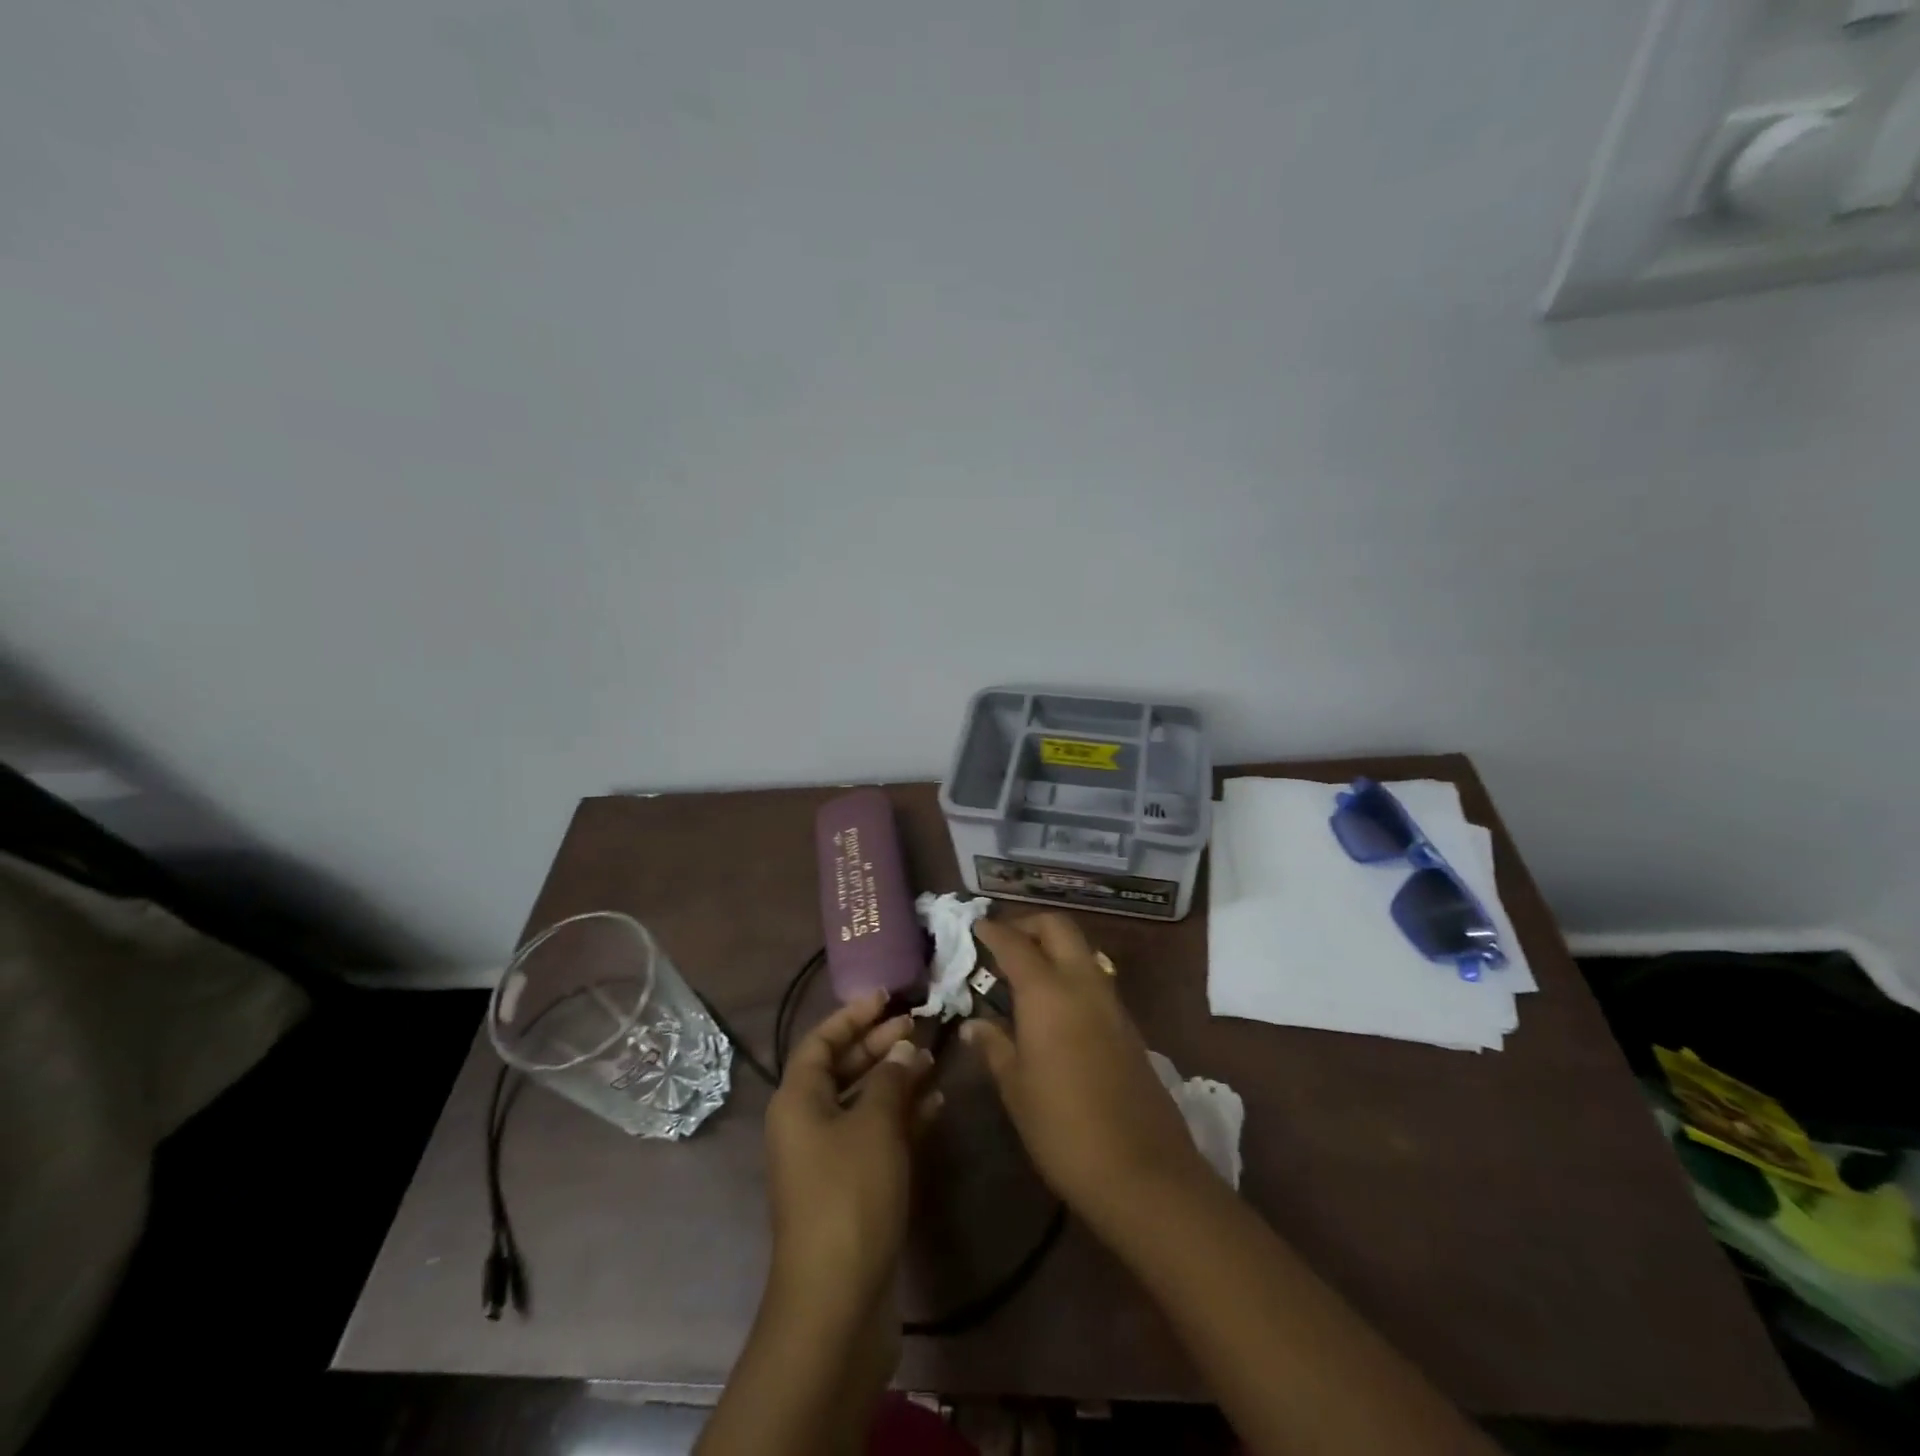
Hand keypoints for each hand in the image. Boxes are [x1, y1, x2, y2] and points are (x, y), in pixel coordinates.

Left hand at [763, 991, 940, 1311]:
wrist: (837, 1300)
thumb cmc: (850, 1195)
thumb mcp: (874, 1125)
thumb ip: (891, 1079)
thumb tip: (904, 1049)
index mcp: (798, 1101)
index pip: (820, 1041)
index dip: (852, 1015)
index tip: (887, 996)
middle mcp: (807, 1123)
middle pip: (842, 1069)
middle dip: (878, 1044)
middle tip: (917, 1025)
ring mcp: (829, 1158)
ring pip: (863, 1102)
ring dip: (895, 1080)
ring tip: (933, 1059)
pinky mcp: (852, 1188)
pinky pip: (876, 1136)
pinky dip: (903, 1117)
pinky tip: (936, 1104)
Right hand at [965, 914, 1207, 1220]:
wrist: (1143, 1171)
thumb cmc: (1064, 1129)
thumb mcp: (1017, 1089)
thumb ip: (995, 1047)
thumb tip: (974, 1025)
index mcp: (1048, 993)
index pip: (1016, 944)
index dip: (993, 930)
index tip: (976, 926)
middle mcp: (1083, 983)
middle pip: (1059, 927)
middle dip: (1029, 924)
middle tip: (1003, 941)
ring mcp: (1111, 1002)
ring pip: (1081, 949)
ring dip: (1053, 946)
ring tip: (1023, 972)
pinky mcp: (1128, 1024)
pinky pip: (1094, 977)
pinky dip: (1070, 971)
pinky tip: (1053, 1004)